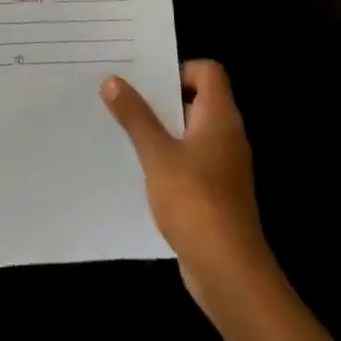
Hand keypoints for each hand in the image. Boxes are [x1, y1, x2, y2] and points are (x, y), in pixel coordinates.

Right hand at [102, 60, 274, 321]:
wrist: (228, 271)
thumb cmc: (195, 201)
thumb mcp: (157, 154)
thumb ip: (135, 116)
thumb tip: (112, 80)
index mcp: (220, 117)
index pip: (208, 72)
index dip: (179, 69)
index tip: (147, 83)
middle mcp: (227, 135)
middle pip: (198, 99)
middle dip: (162, 97)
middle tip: (124, 98)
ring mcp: (224, 166)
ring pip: (191, 131)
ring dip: (162, 129)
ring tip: (124, 130)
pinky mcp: (216, 192)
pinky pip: (191, 160)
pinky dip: (169, 157)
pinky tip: (141, 169)